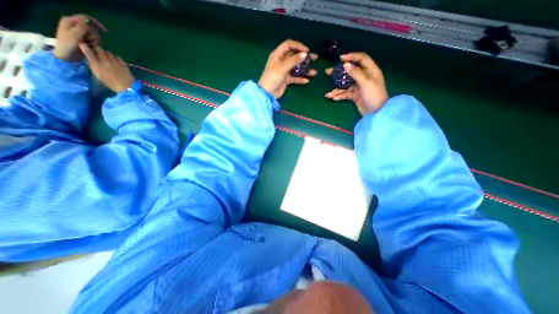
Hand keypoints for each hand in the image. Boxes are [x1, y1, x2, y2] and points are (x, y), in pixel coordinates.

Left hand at [53, 13, 107, 60]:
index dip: (97, 24)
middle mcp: (75, 25)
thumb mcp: (74, 35)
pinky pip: (95, 41)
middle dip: (94, 36)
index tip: (106, 31)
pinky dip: (95, 44)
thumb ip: (82, 27)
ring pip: (95, 36)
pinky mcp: (84, 39)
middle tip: (89, 41)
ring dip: (95, 41)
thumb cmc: (67, 45)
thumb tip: (88, 22)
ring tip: (88, 45)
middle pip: (92, 29)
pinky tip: (90, 47)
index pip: (86, 18)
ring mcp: (80, 33)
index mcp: (70, 21)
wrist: (66, 55)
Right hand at [79, 45, 135, 92]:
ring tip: (108, 58)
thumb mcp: (98, 76)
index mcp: (97, 65)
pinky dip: (115, 58)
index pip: (88, 51)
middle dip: (97, 48)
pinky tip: (116, 62)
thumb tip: (89, 59)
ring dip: (107, 54)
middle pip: (99, 48)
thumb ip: (93, 66)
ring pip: (108, 52)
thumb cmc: (112, 84)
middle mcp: (105, 61)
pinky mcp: (123, 64)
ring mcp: (115, 62)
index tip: (82, 44)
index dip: (84, 46)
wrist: (127, 88)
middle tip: (98, 51)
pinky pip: (117, 57)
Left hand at [259, 38, 317, 97]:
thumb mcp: (283, 67)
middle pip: (294, 56)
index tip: (306, 51)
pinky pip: (295, 77)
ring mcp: (284, 71)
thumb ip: (294, 60)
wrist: (268, 93)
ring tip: (314, 72)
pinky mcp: (286, 79)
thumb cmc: (273, 77)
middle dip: (304, 57)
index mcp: (278, 55)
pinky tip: (307, 80)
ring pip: (296, 68)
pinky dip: (300, 79)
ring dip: (305, 70)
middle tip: (314, 58)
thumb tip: (304, 54)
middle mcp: (282, 61)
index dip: (298, 46)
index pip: (289, 45)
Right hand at [324, 51, 389, 114]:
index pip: (361, 59)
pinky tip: (333, 98)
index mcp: (370, 70)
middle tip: (328, 72)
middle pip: (350, 72)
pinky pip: (345, 93)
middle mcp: (364, 77)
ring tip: (328, 94)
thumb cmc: (374, 95)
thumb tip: (346, 64)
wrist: (376, 113)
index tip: (340, 59)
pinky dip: (340, 96)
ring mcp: (358, 87)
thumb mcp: (366, 82)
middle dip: (339, 73)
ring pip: (345, 85)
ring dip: (337, 89)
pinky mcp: (355, 95)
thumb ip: (356, 73)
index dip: (351, 56)